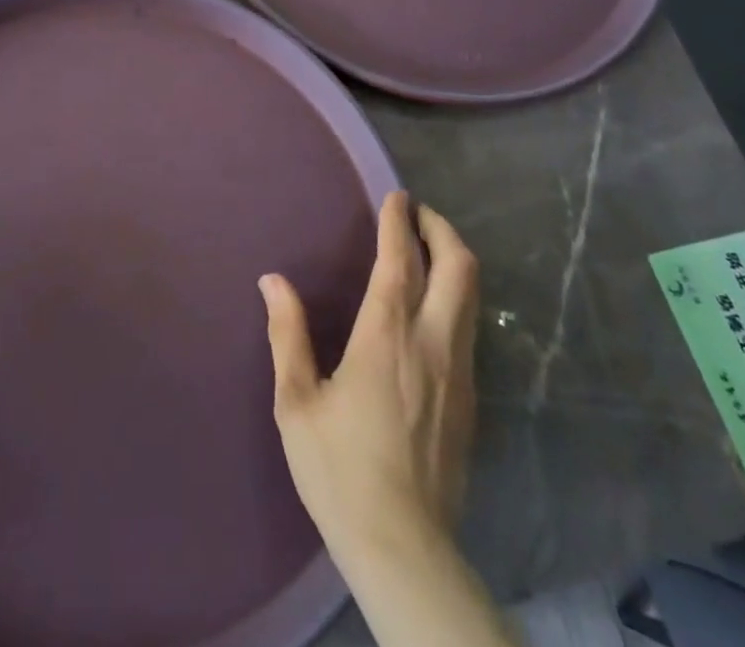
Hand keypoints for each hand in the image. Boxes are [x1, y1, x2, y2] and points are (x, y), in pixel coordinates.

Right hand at [259, 191, 480, 564]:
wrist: (404, 548)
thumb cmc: (339, 470)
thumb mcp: (296, 401)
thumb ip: (287, 333)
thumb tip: (273, 280)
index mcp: (387, 336)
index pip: (401, 261)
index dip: (399, 222)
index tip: (396, 196)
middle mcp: (432, 343)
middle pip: (458, 268)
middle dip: (441, 230)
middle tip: (418, 214)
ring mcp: (459, 372)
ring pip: (472, 296)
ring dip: (454, 260)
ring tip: (427, 249)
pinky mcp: (471, 401)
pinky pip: (469, 328)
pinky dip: (456, 297)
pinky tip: (433, 308)